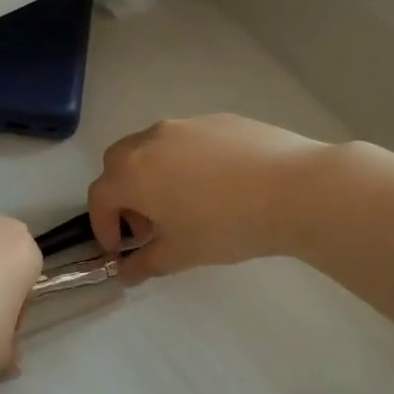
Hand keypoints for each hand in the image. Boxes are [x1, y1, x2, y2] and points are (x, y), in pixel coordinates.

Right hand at [87, 114, 330, 282]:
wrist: (295, 189)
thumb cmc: (226, 225)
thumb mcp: (181, 254)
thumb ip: (145, 264)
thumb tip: (125, 272)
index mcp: (132, 173)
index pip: (99, 198)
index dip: (103, 226)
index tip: (121, 249)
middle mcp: (150, 140)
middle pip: (119, 165)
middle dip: (123, 196)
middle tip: (148, 225)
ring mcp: (185, 125)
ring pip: (153, 148)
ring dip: (152, 176)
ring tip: (183, 204)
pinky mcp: (218, 120)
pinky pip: (187, 142)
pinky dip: (185, 162)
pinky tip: (218, 186)